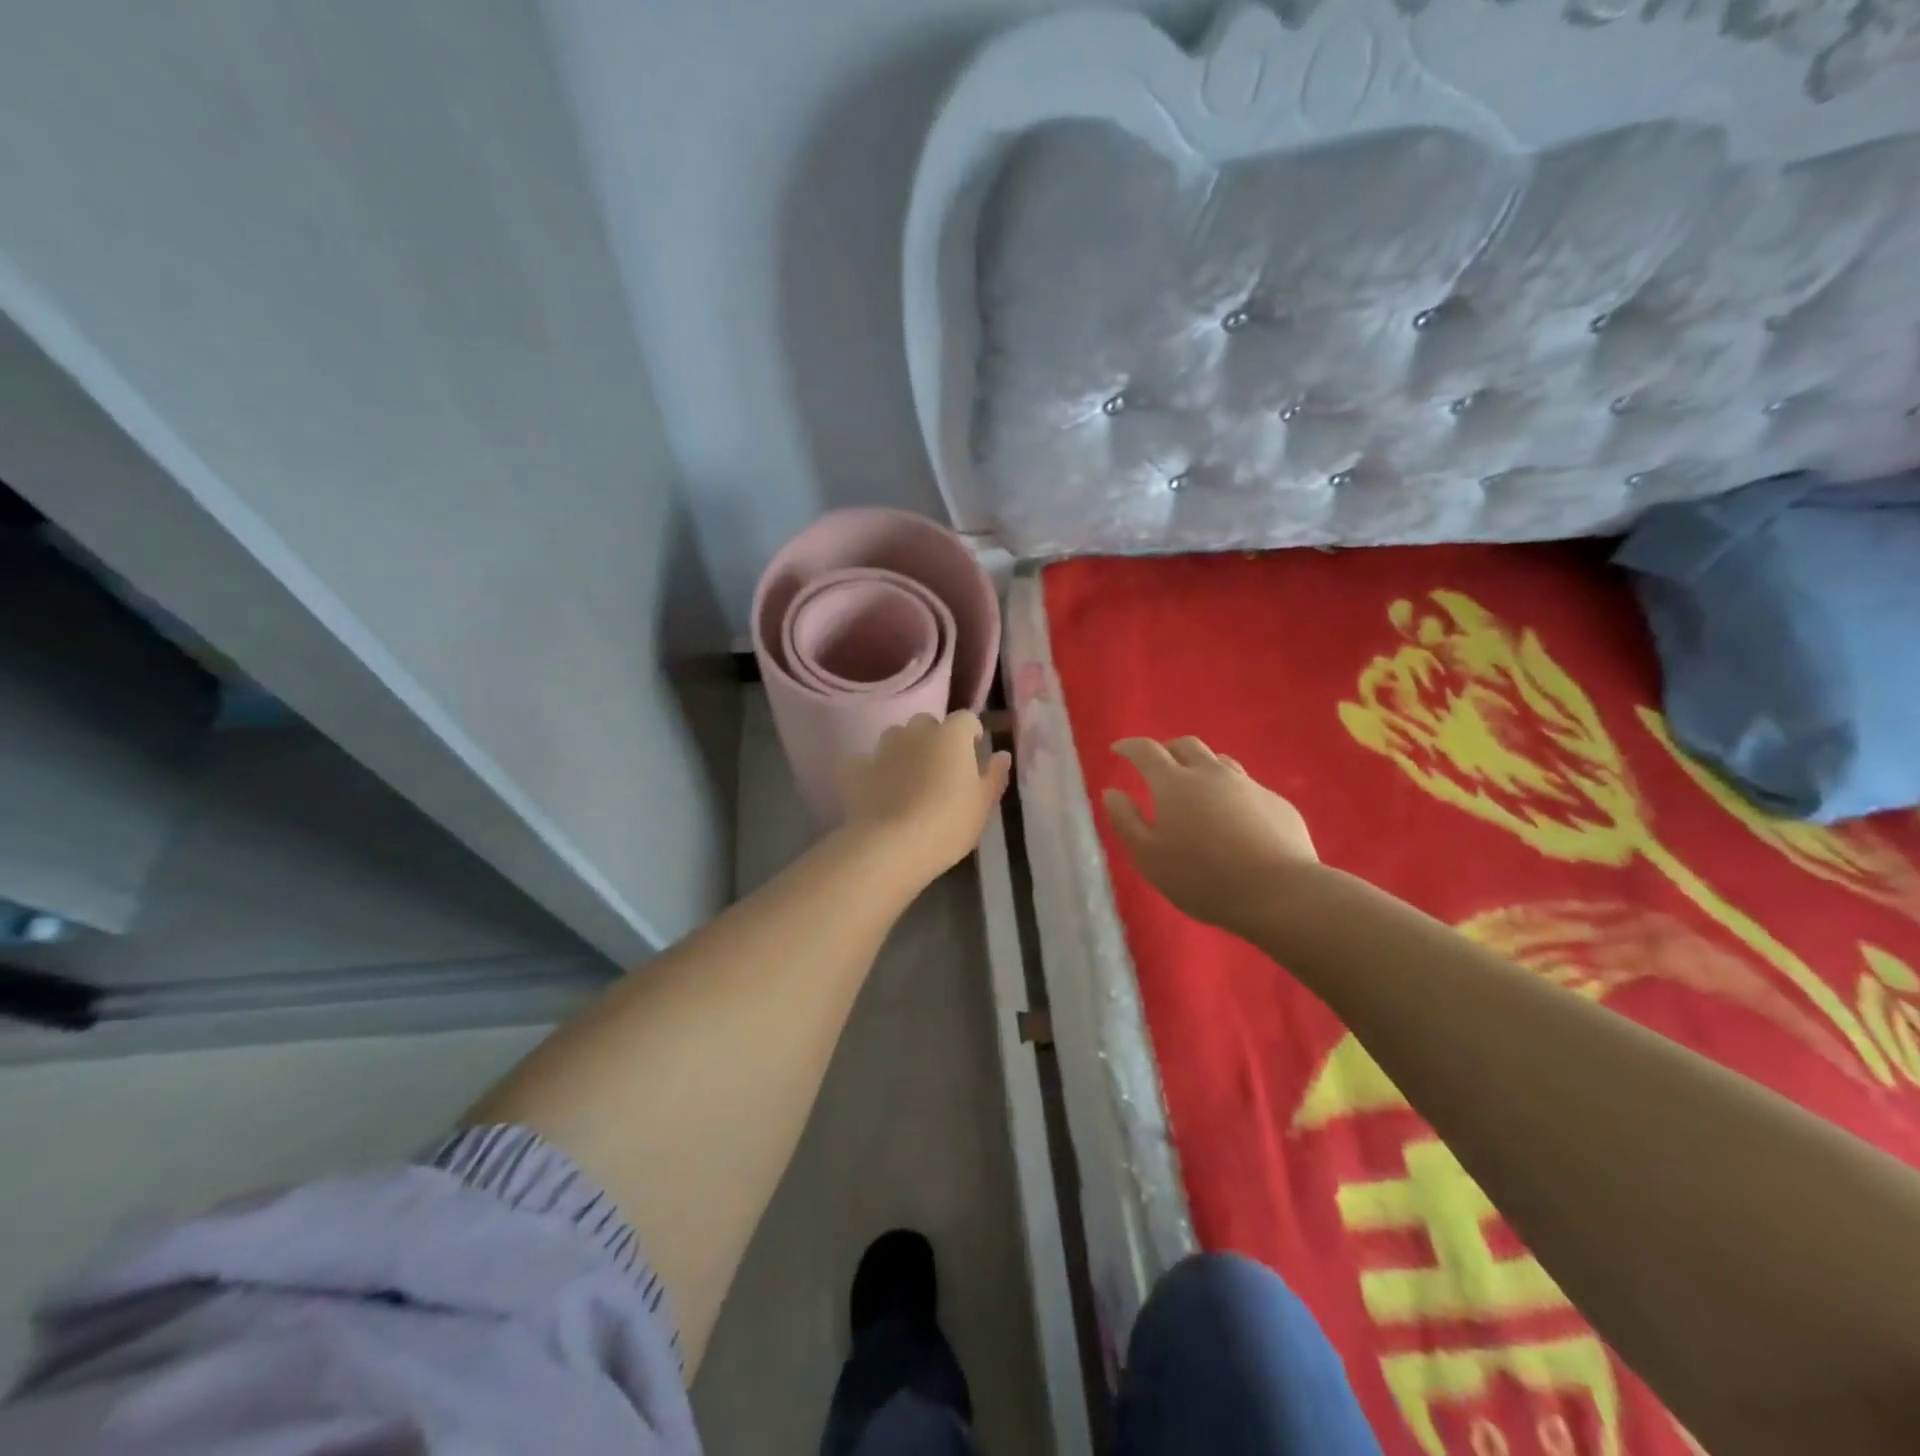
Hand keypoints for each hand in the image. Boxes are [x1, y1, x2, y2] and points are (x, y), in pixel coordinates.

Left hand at [839, 712, 1011, 886]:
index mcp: (951, 736)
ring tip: (909, 778)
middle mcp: (916, 732)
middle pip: (928, 723)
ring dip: (905, 749)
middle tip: (942, 768)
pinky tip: (878, 790)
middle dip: (935, 738)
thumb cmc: (948, 824)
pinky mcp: (856, 769)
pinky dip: (874, 770)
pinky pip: (867, 761)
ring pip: (896, 737)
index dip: (971, 733)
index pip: (966, 719)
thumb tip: (1002, 755)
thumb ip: (994, 775)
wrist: (891, 846)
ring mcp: (883, 748)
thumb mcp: (983, 805)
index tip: (974, 752)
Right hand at [1103, 737, 1316, 935]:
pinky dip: (1229, 792)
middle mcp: (1210, 773)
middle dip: (1166, 750)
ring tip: (1194, 789)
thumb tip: (1112, 792)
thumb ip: (1126, 820)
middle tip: (1156, 768)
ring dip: (1200, 767)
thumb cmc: (1202, 877)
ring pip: (1219, 761)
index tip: (1118, 750)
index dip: (1129, 747)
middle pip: (1185, 745)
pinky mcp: (1276, 803)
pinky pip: (1246, 786)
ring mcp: (1248, 785)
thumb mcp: (1148, 856)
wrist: (1279, 893)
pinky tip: (1232, 819)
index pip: (1146, 750)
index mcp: (1174, 783)